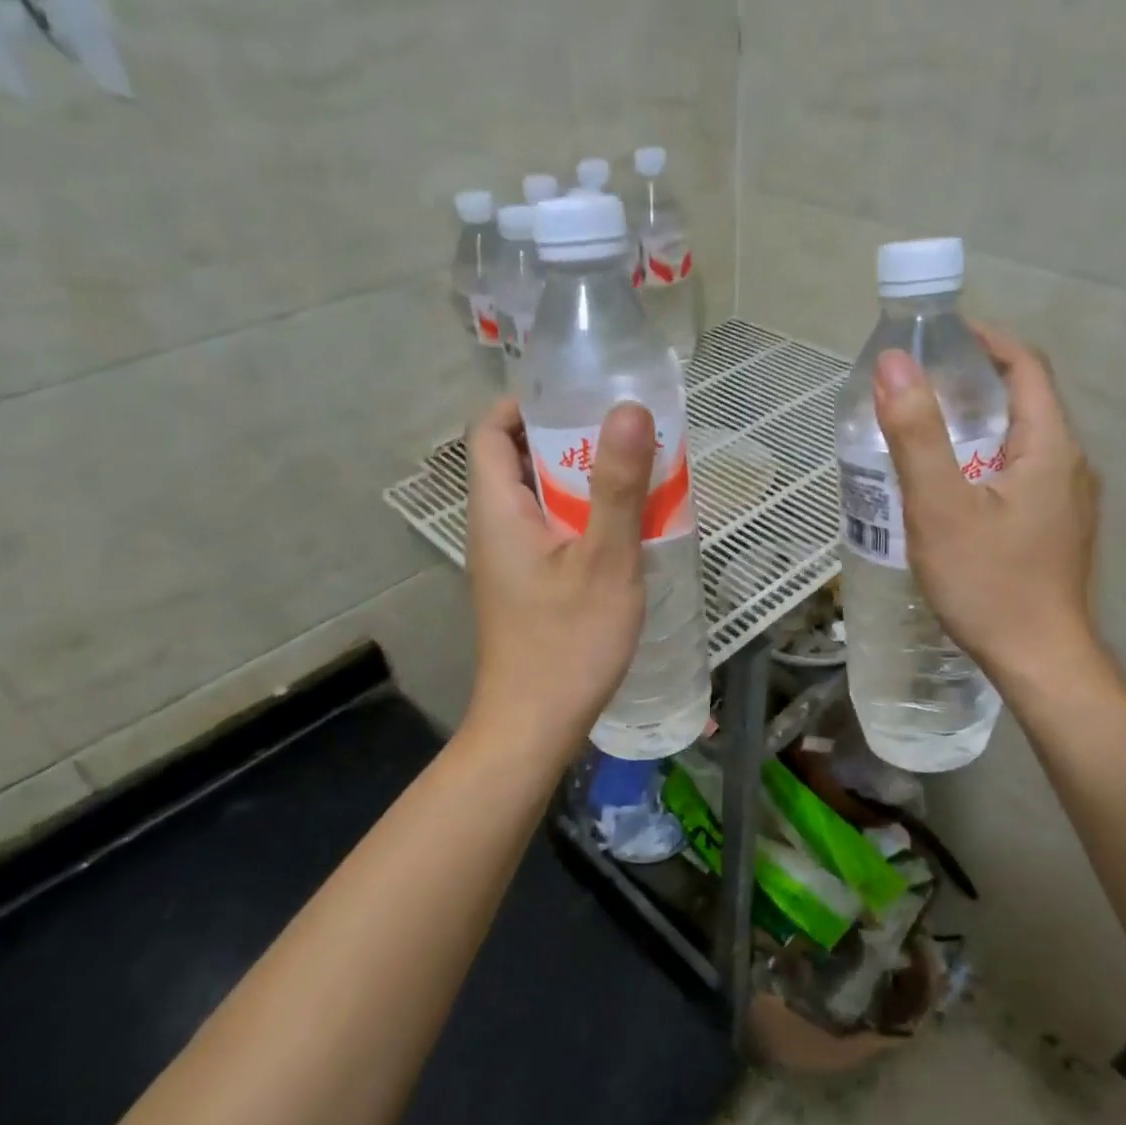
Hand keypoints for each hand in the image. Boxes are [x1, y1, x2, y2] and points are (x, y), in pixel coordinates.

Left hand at [462, 397, 653, 757]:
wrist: (535, 727)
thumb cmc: (568, 643)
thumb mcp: (604, 560)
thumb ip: (617, 485)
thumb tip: (628, 408)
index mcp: (497, 510)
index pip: (490, 430)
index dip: (527, 403)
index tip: (581, 397)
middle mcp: (493, 529)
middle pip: (519, 461)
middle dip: (569, 441)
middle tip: (625, 435)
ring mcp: (509, 562)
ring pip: (541, 500)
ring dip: (583, 482)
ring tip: (635, 476)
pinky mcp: (526, 587)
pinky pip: (552, 532)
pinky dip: (584, 519)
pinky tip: (626, 533)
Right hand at [873, 324, 1103, 683]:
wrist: (1040, 661)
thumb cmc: (989, 584)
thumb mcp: (940, 506)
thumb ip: (916, 434)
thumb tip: (895, 363)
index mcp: (1049, 446)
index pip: (1026, 366)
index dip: (985, 340)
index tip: (939, 336)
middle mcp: (1070, 465)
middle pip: (1026, 402)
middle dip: (974, 383)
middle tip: (919, 389)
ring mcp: (1068, 502)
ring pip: (1023, 442)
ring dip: (979, 425)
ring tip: (926, 435)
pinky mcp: (1057, 530)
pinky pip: (1022, 475)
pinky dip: (986, 462)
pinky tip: (952, 490)